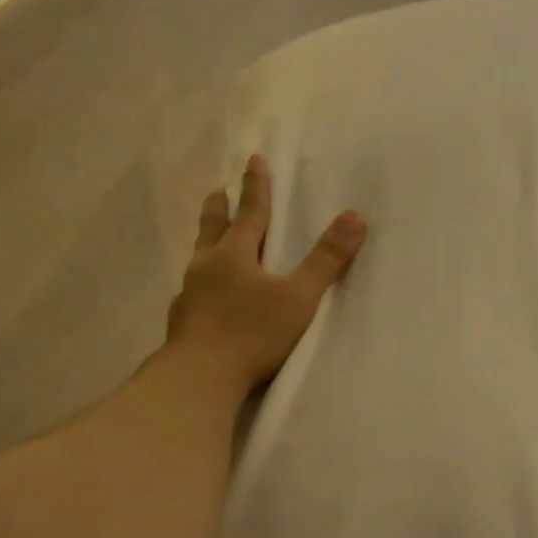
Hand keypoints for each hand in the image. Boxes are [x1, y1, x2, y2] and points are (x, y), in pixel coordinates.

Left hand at [167, 154, 366, 394]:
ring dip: (205, 244)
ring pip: (198, 260)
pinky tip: (201, 297)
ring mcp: (189, 296)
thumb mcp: (298, 297)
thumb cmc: (252, 333)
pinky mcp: (182, 324)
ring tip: (207, 241)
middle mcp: (207, 268)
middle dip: (219, 208)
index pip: (250, 213)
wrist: (201, 376)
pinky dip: (200, 285)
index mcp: (234, 255)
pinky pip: (192, 293)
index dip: (256, 187)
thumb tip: (355, 217)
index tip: (253, 160)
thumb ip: (326, 260)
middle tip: (216, 190)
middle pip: (213, 229)